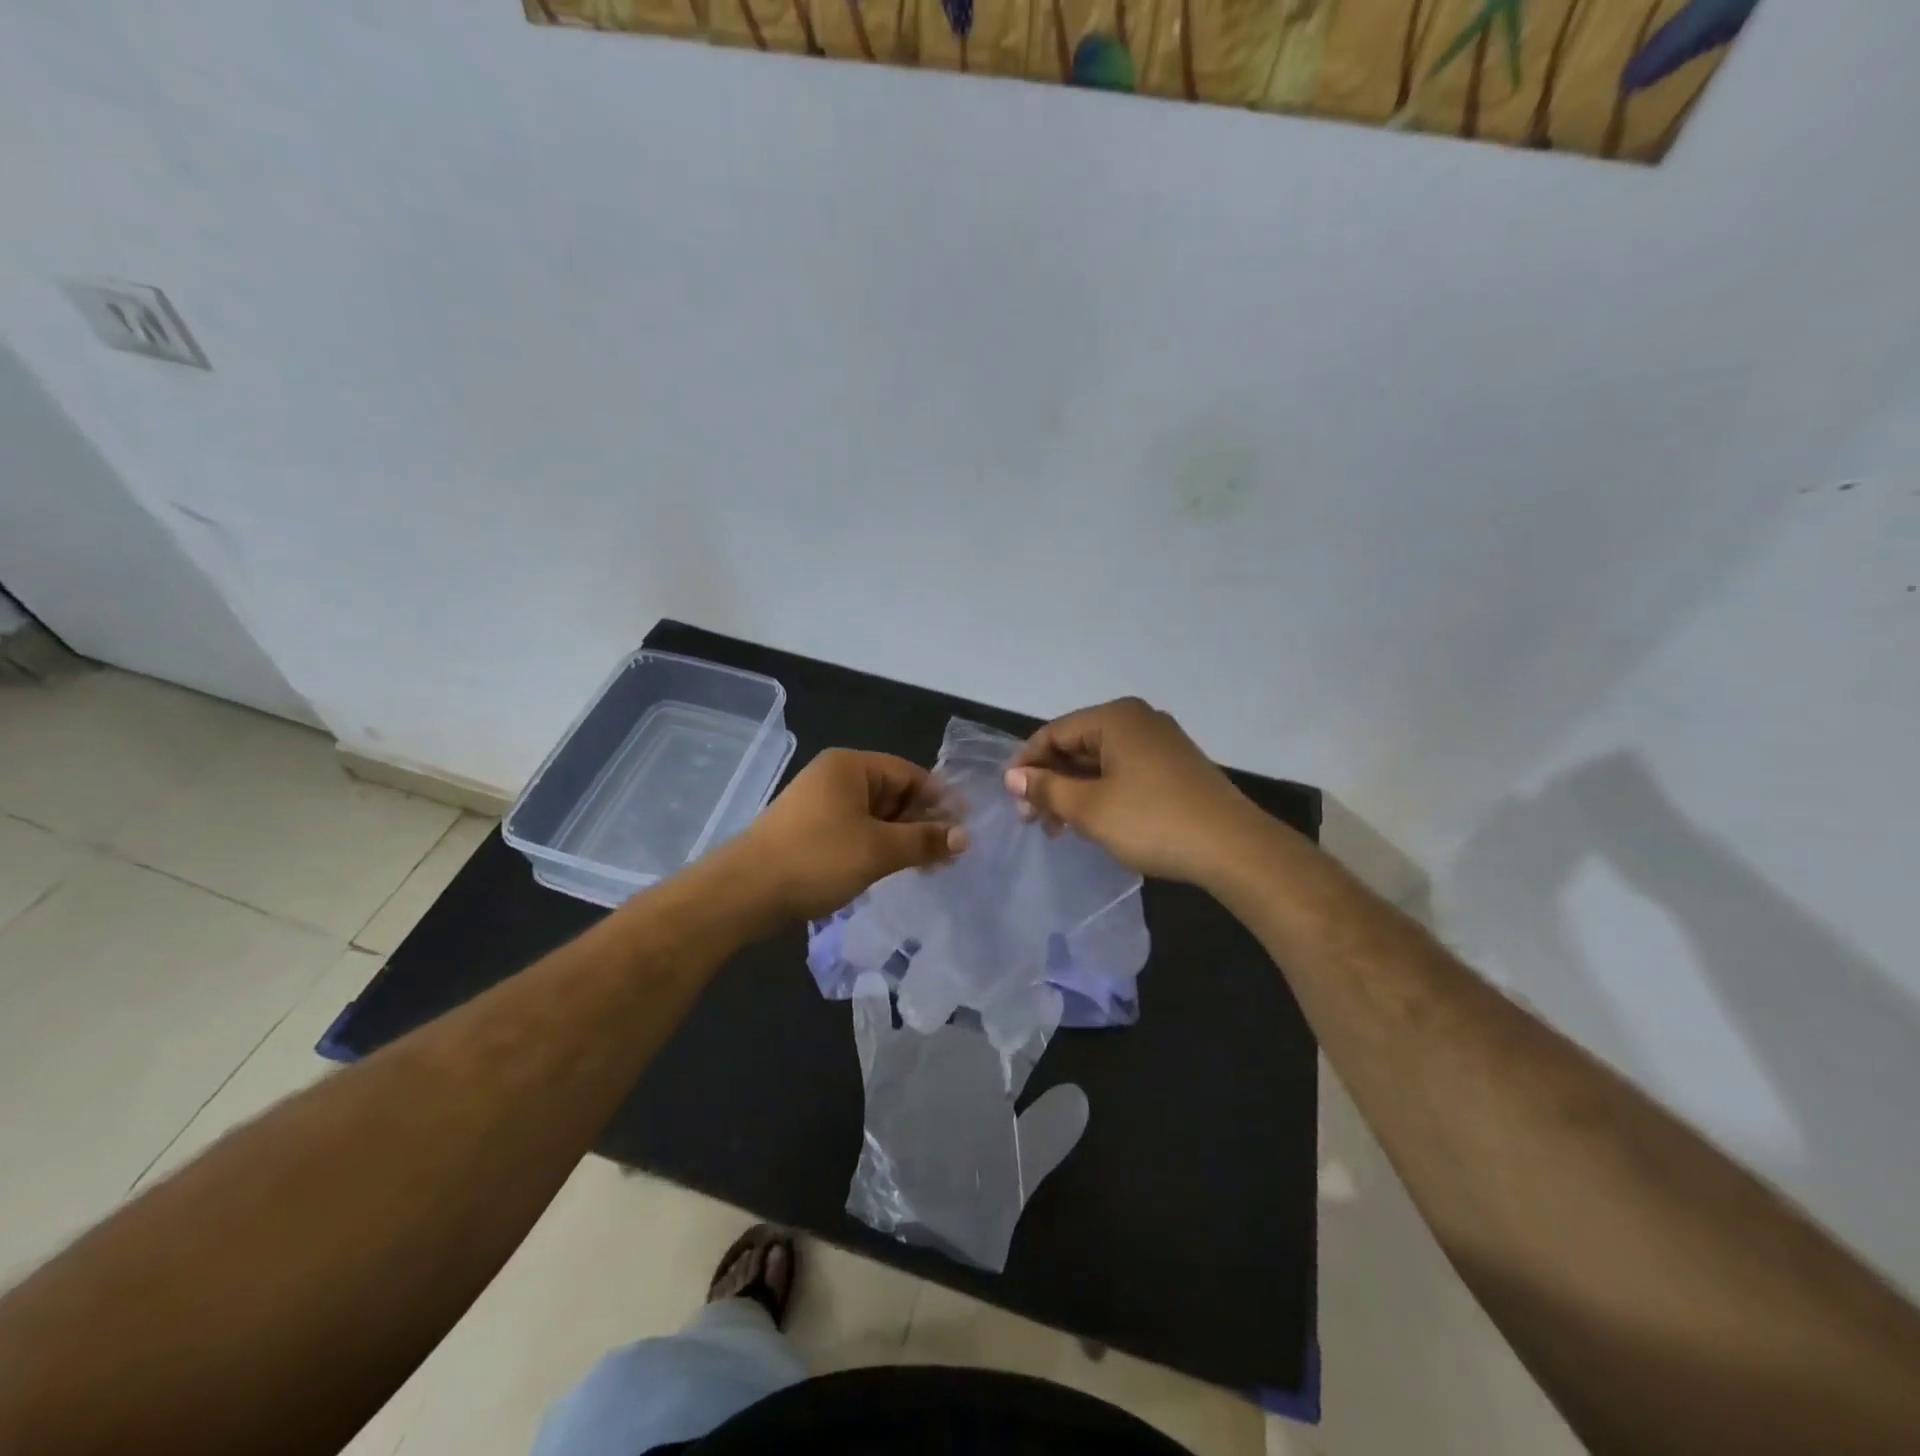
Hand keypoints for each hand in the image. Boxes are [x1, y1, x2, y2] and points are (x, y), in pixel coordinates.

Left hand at [732, 749, 965, 922]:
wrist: (744, 892)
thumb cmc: (817, 859)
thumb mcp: (878, 850)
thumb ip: (924, 841)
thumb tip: (965, 837)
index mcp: (850, 767)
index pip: (909, 774)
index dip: (939, 800)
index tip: (965, 828)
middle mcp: (834, 778)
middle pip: (892, 793)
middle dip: (921, 822)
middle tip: (950, 854)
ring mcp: (819, 805)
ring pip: (874, 816)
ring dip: (901, 838)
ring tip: (927, 866)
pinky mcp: (809, 831)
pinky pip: (854, 831)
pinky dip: (876, 846)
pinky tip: (892, 869)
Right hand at [1003, 698, 1252, 883]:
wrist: (1233, 848)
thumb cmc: (1152, 821)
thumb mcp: (1089, 808)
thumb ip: (1046, 789)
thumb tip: (1012, 777)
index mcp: (1115, 718)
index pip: (1054, 732)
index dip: (1027, 764)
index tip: (1011, 799)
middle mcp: (1138, 720)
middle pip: (1077, 745)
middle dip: (1050, 781)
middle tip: (1033, 820)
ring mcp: (1160, 743)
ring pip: (1100, 761)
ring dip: (1074, 791)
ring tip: (1059, 828)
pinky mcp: (1174, 767)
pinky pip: (1123, 771)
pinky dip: (1101, 793)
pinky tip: (1092, 821)